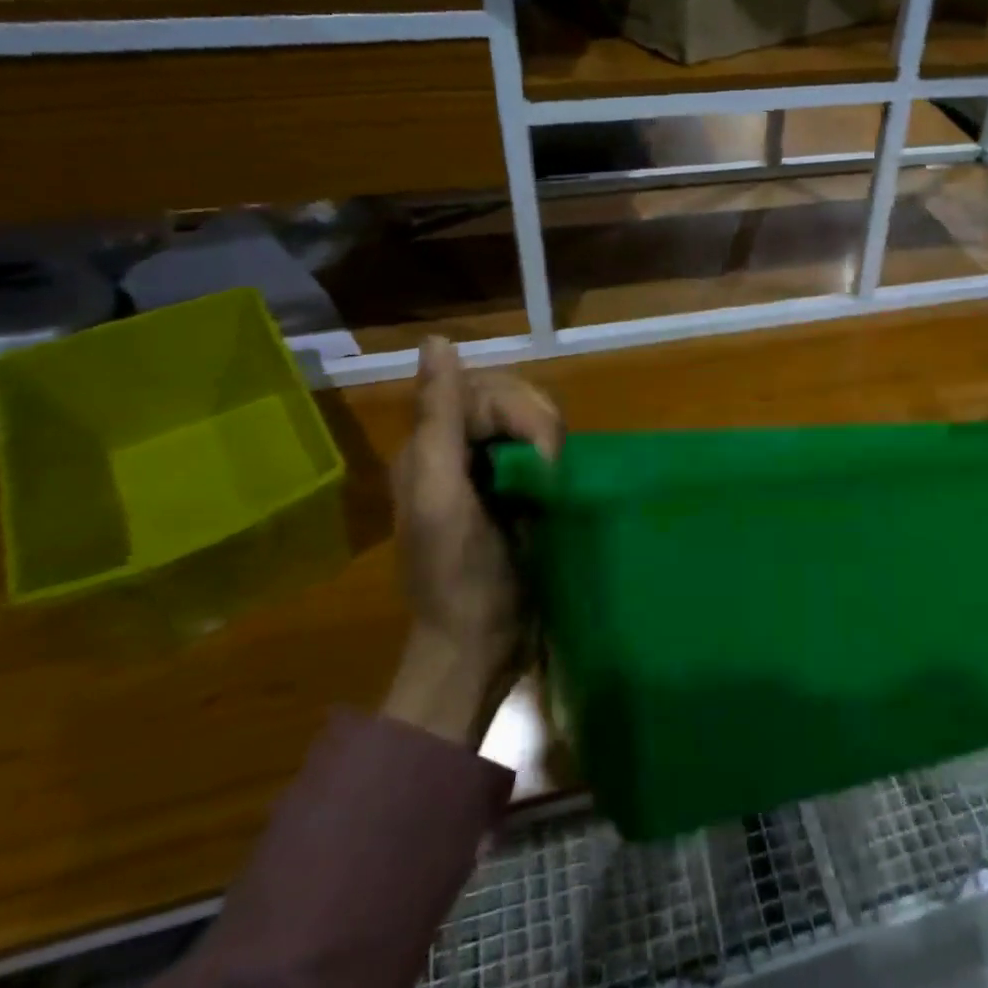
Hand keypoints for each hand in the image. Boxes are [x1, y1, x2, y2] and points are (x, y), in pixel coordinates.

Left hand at [380, 338, 562, 745]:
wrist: (480, 645)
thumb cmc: (459, 576)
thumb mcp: (441, 496)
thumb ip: (439, 419)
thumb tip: (436, 341)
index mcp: (430, 446)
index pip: (484, 389)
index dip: (521, 412)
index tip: (544, 459)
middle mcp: (456, 449)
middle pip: (510, 399)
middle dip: (539, 426)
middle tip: (550, 475)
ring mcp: (488, 471)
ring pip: (531, 422)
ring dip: (551, 444)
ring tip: (554, 485)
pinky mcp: (517, 492)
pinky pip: (542, 451)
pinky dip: (556, 460)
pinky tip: (557, 485)